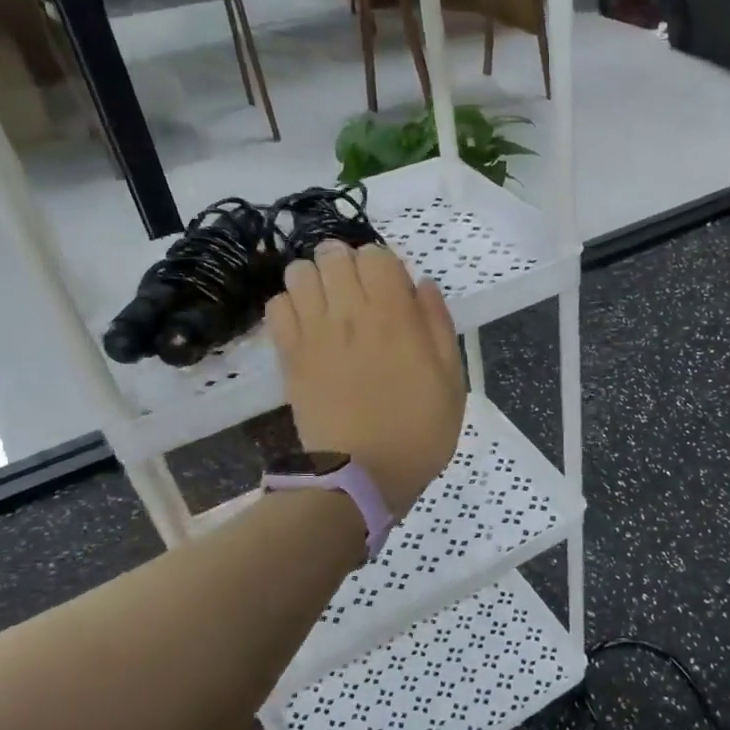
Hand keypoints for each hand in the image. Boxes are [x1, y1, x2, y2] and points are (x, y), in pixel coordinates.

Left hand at [265, 242, 464, 519]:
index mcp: (395, 316)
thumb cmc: (419, 430)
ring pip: (299, 273)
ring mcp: (314, 333)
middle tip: (360, 295)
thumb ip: (438, 325)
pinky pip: (277, 307)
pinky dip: (291, 306)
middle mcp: (350, 313)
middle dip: (347, 265)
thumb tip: (422, 285)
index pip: (376, 255)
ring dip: (316, 280)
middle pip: (333, 254)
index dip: (385, 265)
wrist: (362, 476)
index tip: (394, 292)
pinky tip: (308, 326)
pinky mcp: (289, 355)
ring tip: (330, 305)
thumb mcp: (452, 380)